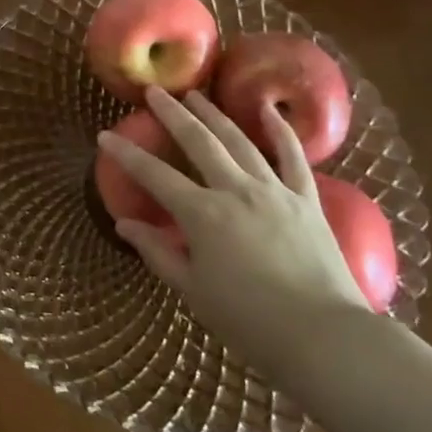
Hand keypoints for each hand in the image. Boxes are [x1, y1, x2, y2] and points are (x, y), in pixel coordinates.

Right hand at [98, 87, 367, 374]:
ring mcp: (274, 190)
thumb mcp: (193, 291)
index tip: (105, 135)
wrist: (326, 339)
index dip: (126, 154)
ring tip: (197, 95)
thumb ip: (157, 253)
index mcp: (202, 214)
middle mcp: (235, 190)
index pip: (154, 175)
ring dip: (214, 114)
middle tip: (154, 92)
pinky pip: (294, 157)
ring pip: (239, 140)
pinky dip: (281, 131)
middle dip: (172, 114)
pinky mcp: (307, 200)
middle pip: (198, 141)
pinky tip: (269, 110)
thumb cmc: (250, 322)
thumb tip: (124, 224)